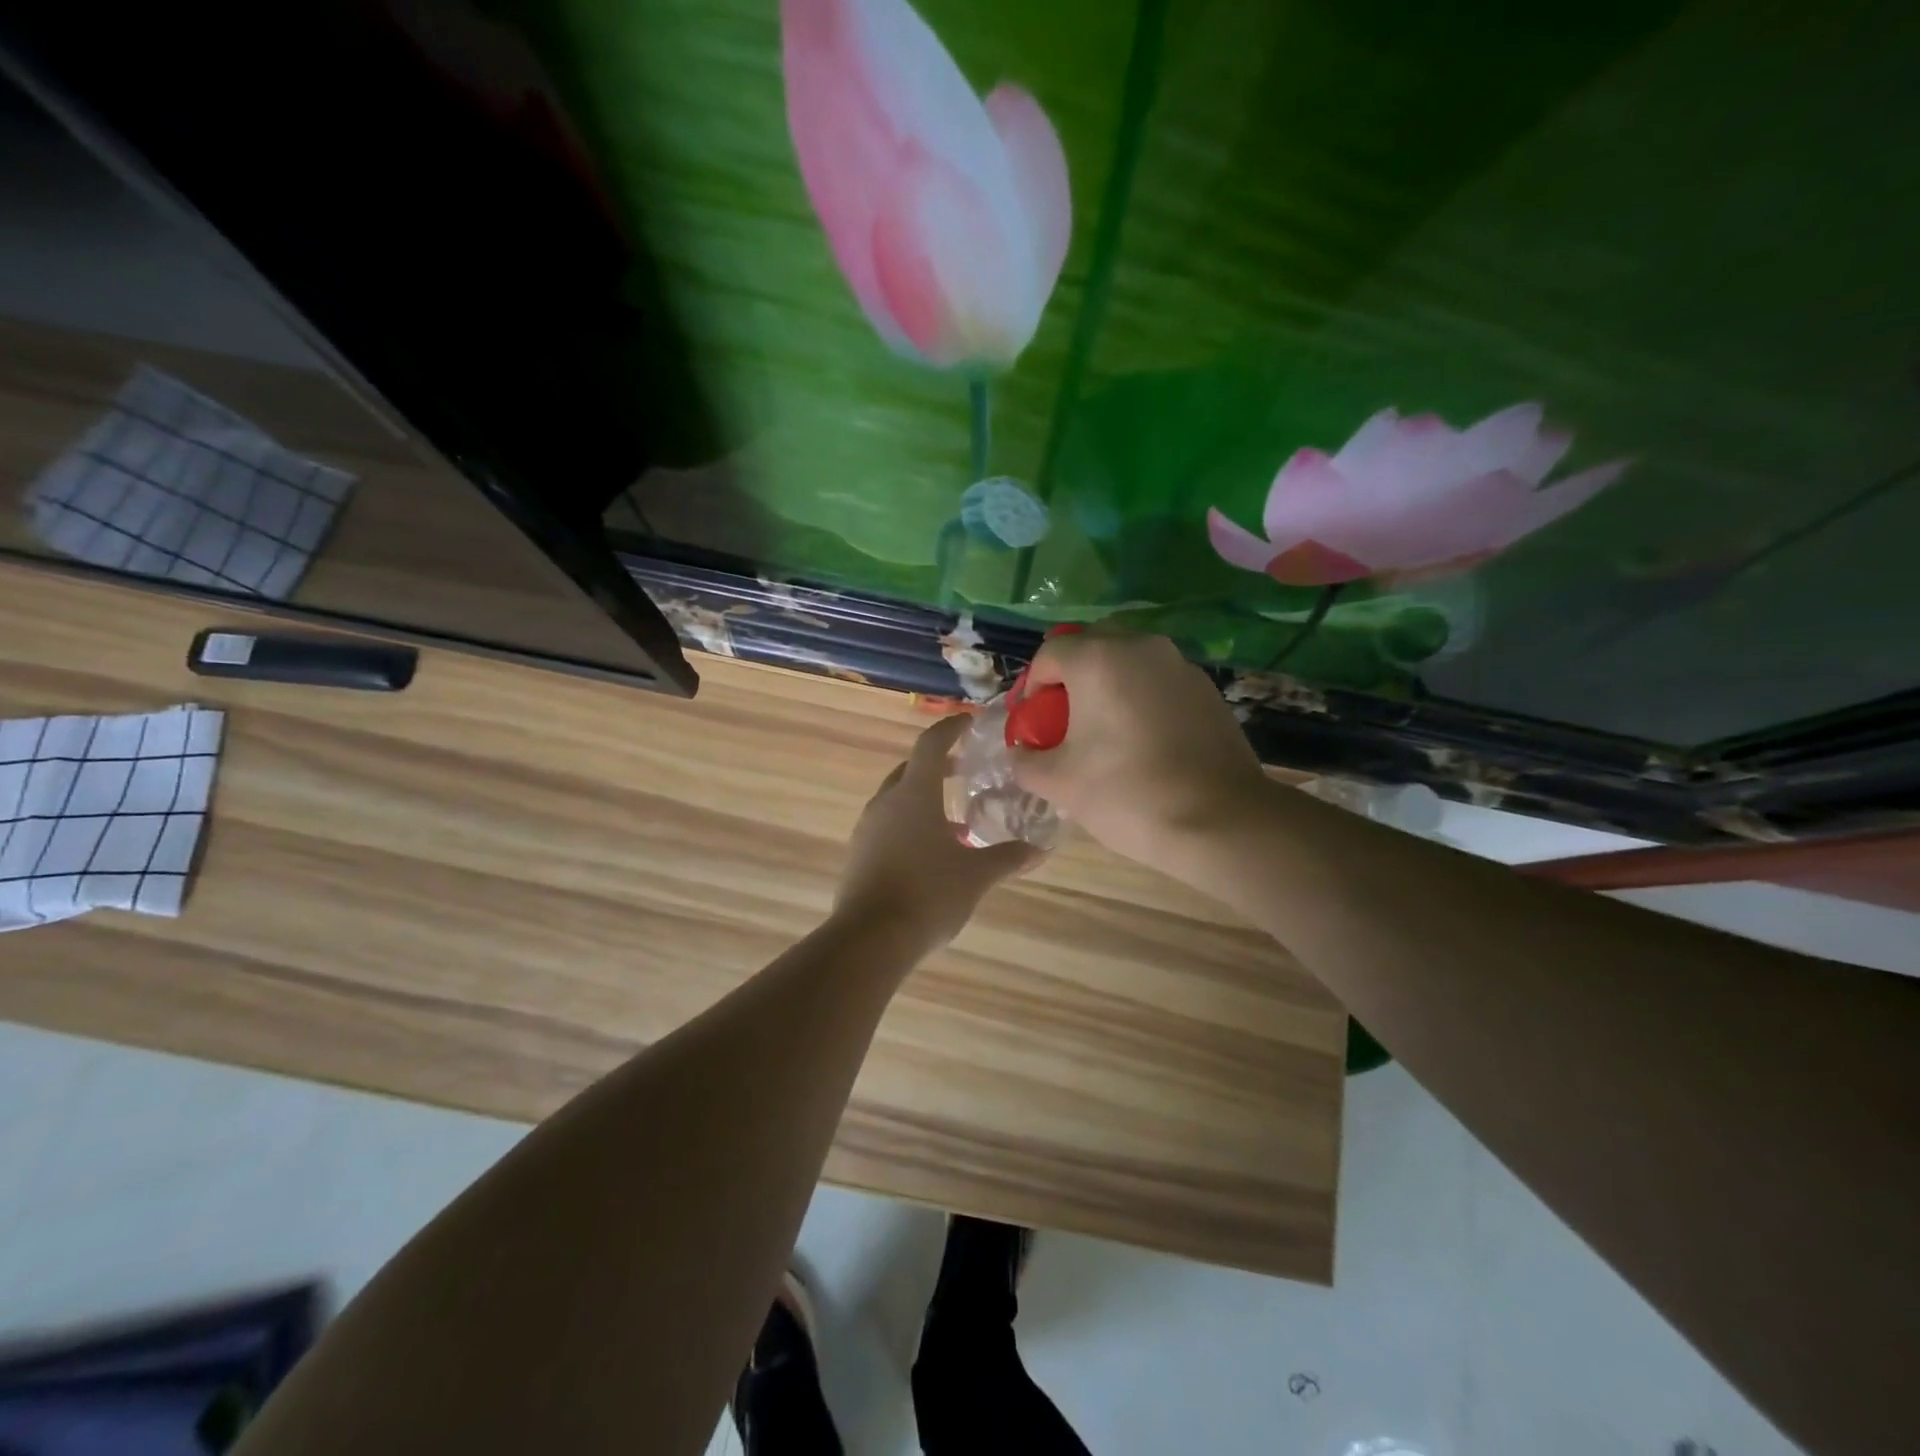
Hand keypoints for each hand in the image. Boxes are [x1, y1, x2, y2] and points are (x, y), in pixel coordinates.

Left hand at [834, 715, 1035, 950]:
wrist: (870, 939)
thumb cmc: (929, 894)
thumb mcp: (976, 875)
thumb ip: (1008, 857)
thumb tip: (1039, 849)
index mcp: (914, 794)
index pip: (931, 744)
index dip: (951, 728)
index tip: (969, 723)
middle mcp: (886, 803)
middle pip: (911, 770)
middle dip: (938, 766)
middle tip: (965, 771)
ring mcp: (868, 829)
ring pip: (898, 801)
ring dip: (924, 801)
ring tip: (956, 821)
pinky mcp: (859, 855)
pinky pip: (888, 827)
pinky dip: (910, 827)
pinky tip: (932, 854)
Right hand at [1009, 632, 1268, 869]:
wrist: (1220, 820)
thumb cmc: (1127, 793)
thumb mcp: (1058, 782)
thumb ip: (1026, 760)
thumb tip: (1021, 753)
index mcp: (1098, 659)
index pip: (1049, 653)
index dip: (1032, 685)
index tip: (1032, 721)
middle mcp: (1141, 647)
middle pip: (1092, 645)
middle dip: (1071, 676)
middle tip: (1064, 718)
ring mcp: (1180, 665)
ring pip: (1130, 660)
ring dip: (1109, 684)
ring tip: (1105, 730)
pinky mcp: (1208, 689)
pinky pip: (1160, 680)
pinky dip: (1142, 697)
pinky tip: (1143, 740)